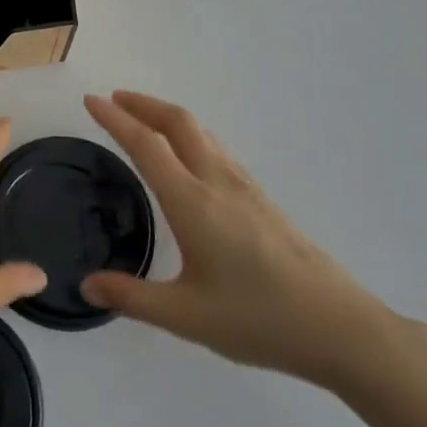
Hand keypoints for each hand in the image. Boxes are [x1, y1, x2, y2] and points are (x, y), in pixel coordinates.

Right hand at [81, 91, 396, 391]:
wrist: (339, 326)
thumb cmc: (258, 320)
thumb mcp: (186, 317)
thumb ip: (132, 297)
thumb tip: (87, 284)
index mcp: (193, 201)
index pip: (146, 144)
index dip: (115, 119)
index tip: (91, 100)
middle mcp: (217, 181)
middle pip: (177, 122)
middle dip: (143, 104)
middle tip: (113, 100)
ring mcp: (244, 187)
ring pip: (201, 132)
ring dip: (167, 116)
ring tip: (144, 120)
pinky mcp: (261, 199)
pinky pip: (216, 149)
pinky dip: (190, 135)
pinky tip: (188, 158)